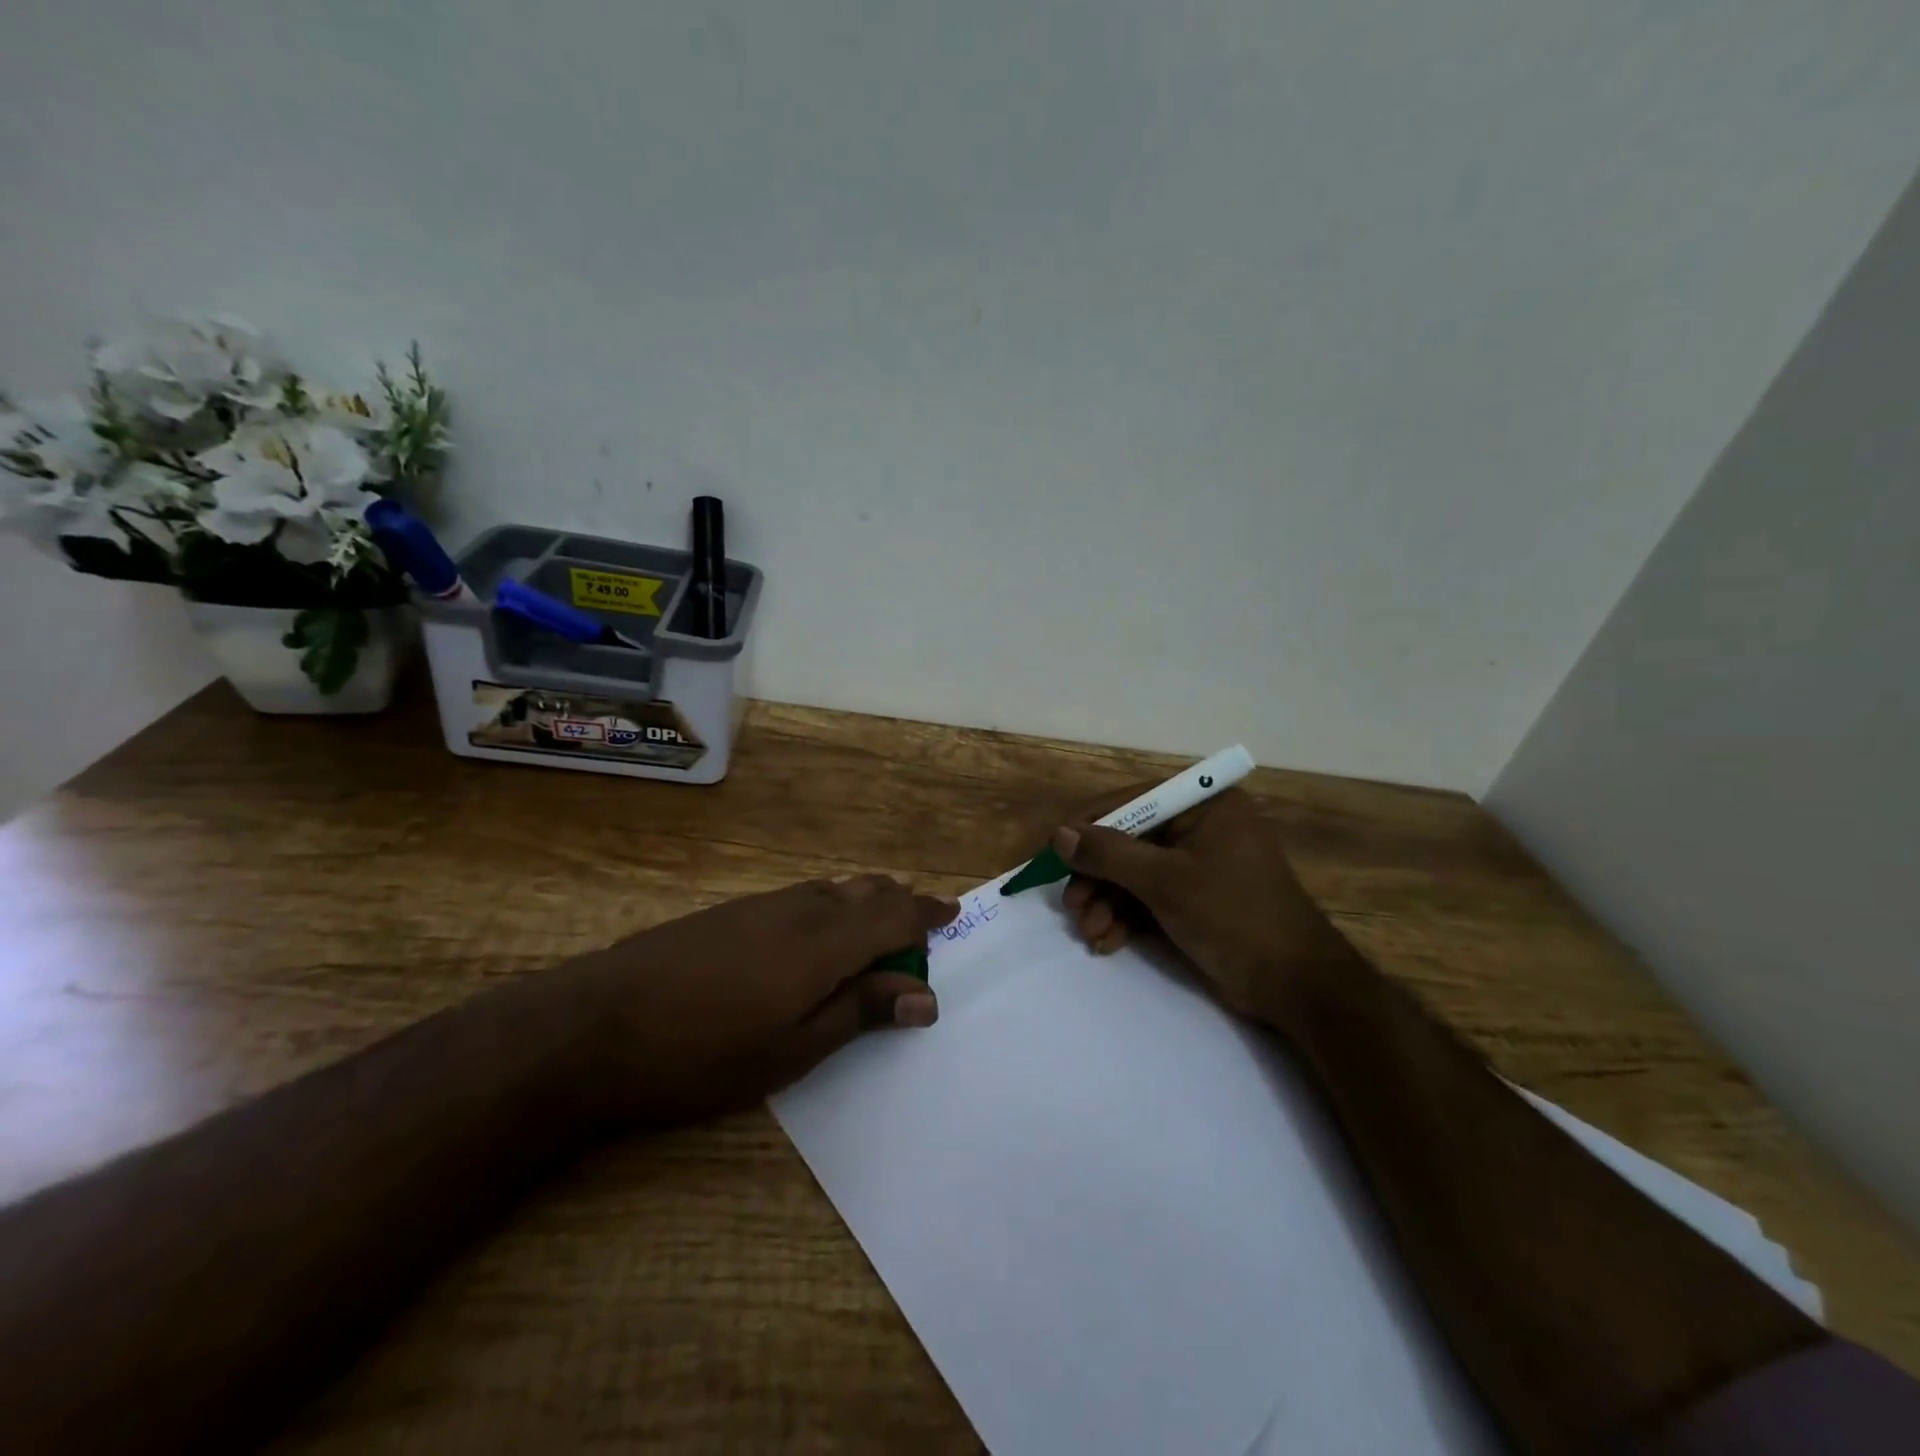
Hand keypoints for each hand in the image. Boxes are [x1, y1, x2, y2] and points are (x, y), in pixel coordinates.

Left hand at [563, 874, 957, 1123]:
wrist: (595, 1025)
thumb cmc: (703, 1052)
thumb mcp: (792, 1048)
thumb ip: (861, 1013)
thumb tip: (925, 995)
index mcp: (824, 942)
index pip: (893, 915)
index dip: (927, 914)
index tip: (953, 915)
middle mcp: (799, 909)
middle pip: (865, 891)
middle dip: (898, 906)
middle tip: (917, 931)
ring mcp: (760, 905)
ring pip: (831, 890)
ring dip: (863, 903)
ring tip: (874, 928)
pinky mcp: (729, 912)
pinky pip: (801, 896)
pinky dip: (828, 906)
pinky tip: (813, 934)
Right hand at [1054, 788, 1359, 1028]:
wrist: (1296, 985)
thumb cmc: (1234, 917)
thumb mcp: (1166, 882)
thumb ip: (1109, 854)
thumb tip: (1059, 835)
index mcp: (1204, 804)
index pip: (1131, 801)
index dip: (1088, 826)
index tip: (1053, 853)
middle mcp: (1199, 825)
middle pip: (1128, 839)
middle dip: (1097, 876)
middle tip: (1073, 906)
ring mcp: (1197, 862)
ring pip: (1133, 872)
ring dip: (1106, 902)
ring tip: (1090, 932)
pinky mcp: (1194, 896)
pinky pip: (1148, 895)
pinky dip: (1125, 917)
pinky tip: (1106, 941)